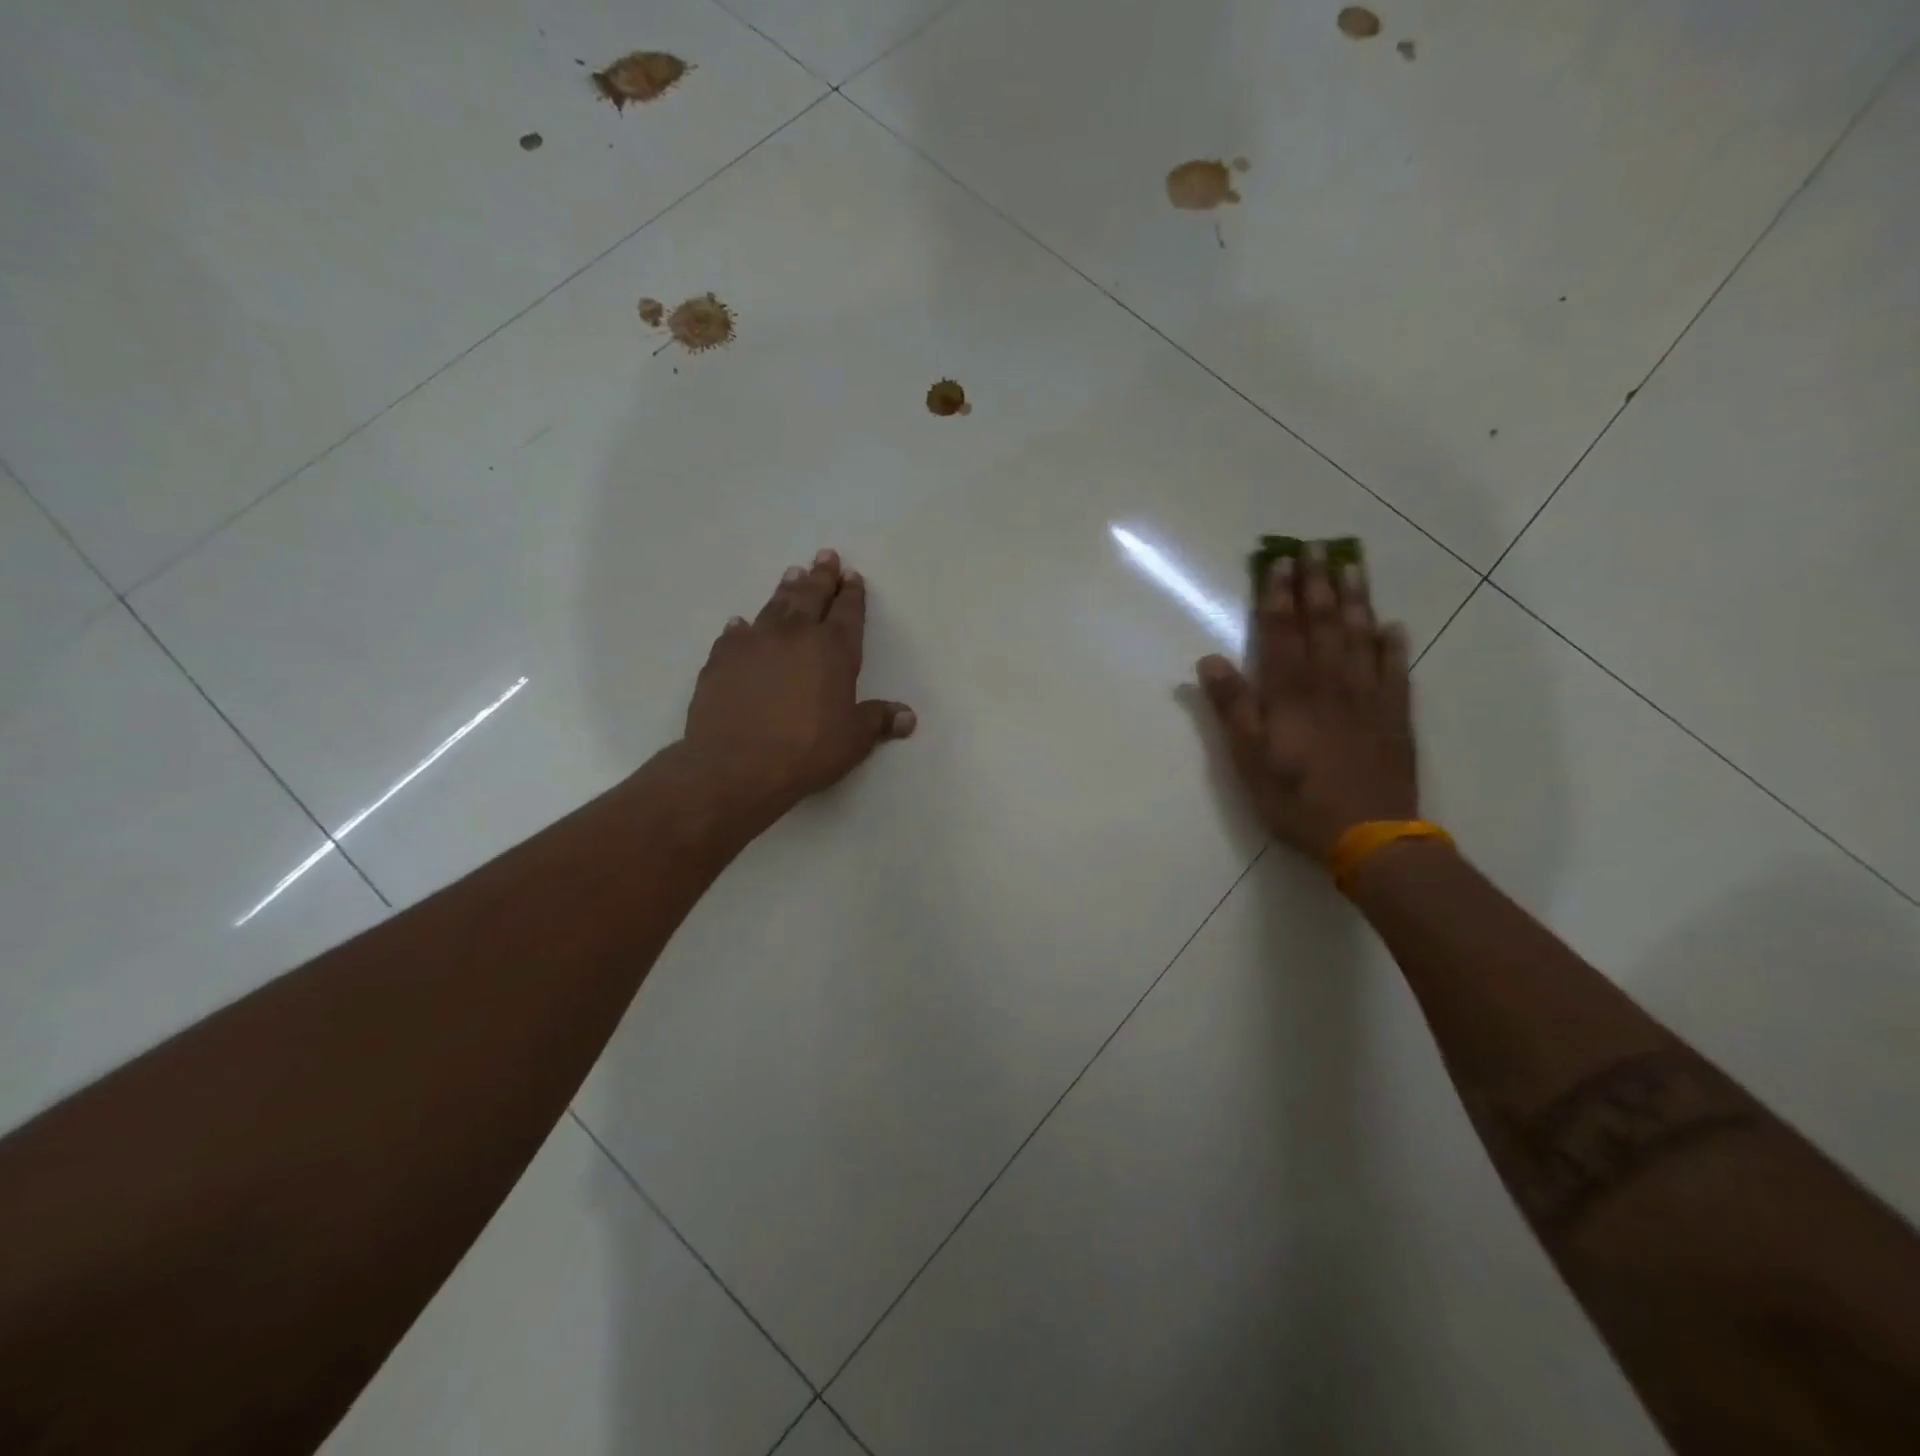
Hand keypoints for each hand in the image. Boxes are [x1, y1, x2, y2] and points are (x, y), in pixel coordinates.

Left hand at [683, 550, 915, 826]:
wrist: (735, 765)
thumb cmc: (806, 751)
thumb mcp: (852, 740)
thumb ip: (878, 721)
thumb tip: (908, 717)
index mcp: (834, 650)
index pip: (848, 612)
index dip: (852, 594)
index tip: (852, 576)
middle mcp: (795, 635)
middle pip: (811, 596)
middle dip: (822, 576)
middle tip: (826, 556)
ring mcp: (755, 642)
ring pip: (774, 605)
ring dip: (786, 589)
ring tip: (793, 573)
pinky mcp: (721, 658)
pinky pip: (735, 634)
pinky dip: (743, 626)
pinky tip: (741, 623)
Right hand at [1195, 553, 1417, 861]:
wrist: (1369, 833)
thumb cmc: (1296, 798)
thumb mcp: (1248, 758)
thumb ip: (1232, 707)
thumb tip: (1210, 660)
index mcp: (1290, 691)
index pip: (1281, 631)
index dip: (1277, 595)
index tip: (1279, 561)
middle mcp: (1330, 682)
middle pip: (1322, 623)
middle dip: (1317, 583)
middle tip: (1318, 547)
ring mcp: (1367, 696)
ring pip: (1360, 636)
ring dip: (1355, 599)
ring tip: (1353, 567)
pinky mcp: (1395, 715)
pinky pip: (1395, 669)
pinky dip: (1393, 645)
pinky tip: (1392, 626)